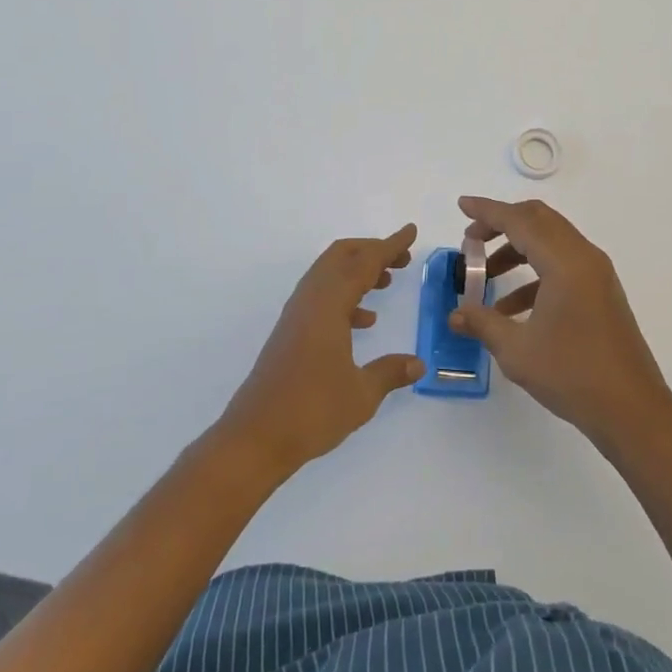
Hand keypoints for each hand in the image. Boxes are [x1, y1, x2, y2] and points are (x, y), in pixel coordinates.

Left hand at [220, 224, 423, 476]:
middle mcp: (310, 301)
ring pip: (329, 274)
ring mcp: (296, 316)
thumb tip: (418, 363)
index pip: (364, 263)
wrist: (254, 439)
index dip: (389, 246)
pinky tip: (362, 322)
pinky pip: (321, 297)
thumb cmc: (311, 412)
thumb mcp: (361, 395)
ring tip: (386, 282)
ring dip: (357, 271)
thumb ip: (390, 373)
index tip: (410, 232)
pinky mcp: (290, 332)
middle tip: (401, 259)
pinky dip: (344, 296)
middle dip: (372, 251)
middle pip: (341, 256)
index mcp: (328, 305)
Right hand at [449, 197, 671, 449]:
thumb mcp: (517, 351)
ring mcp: (596, 273)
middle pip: (538, 220)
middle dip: (502, 224)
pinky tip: (511, 307)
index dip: (487, 211)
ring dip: (516, 249)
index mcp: (565, 262)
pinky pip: (562, 264)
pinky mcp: (601, 291)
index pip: (519, 221)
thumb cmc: (573, 375)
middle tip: (471, 240)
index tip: (461, 205)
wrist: (632, 410)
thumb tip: (455, 314)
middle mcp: (584, 257)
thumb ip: (482, 323)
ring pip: (550, 241)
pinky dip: (534, 272)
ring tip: (485, 277)